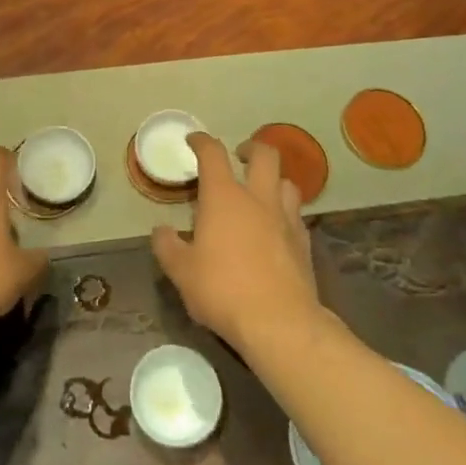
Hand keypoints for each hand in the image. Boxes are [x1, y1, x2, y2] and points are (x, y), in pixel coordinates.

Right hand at [153, 132, 320, 358]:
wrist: (280, 323)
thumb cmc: (223, 290)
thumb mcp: (181, 272)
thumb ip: (168, 246)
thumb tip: (161, 231)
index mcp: (224, 198)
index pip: (213, 154)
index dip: (202, 141)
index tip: (194, 141)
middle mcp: (258, 199)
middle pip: (265, 155)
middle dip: (251, 148)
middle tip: (239, 156)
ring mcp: (286, 219)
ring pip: (287, 182)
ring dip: (273, 180)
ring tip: (260, 192)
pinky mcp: (304, 243)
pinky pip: (296, 215)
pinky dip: (284, 213)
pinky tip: (275, 229)